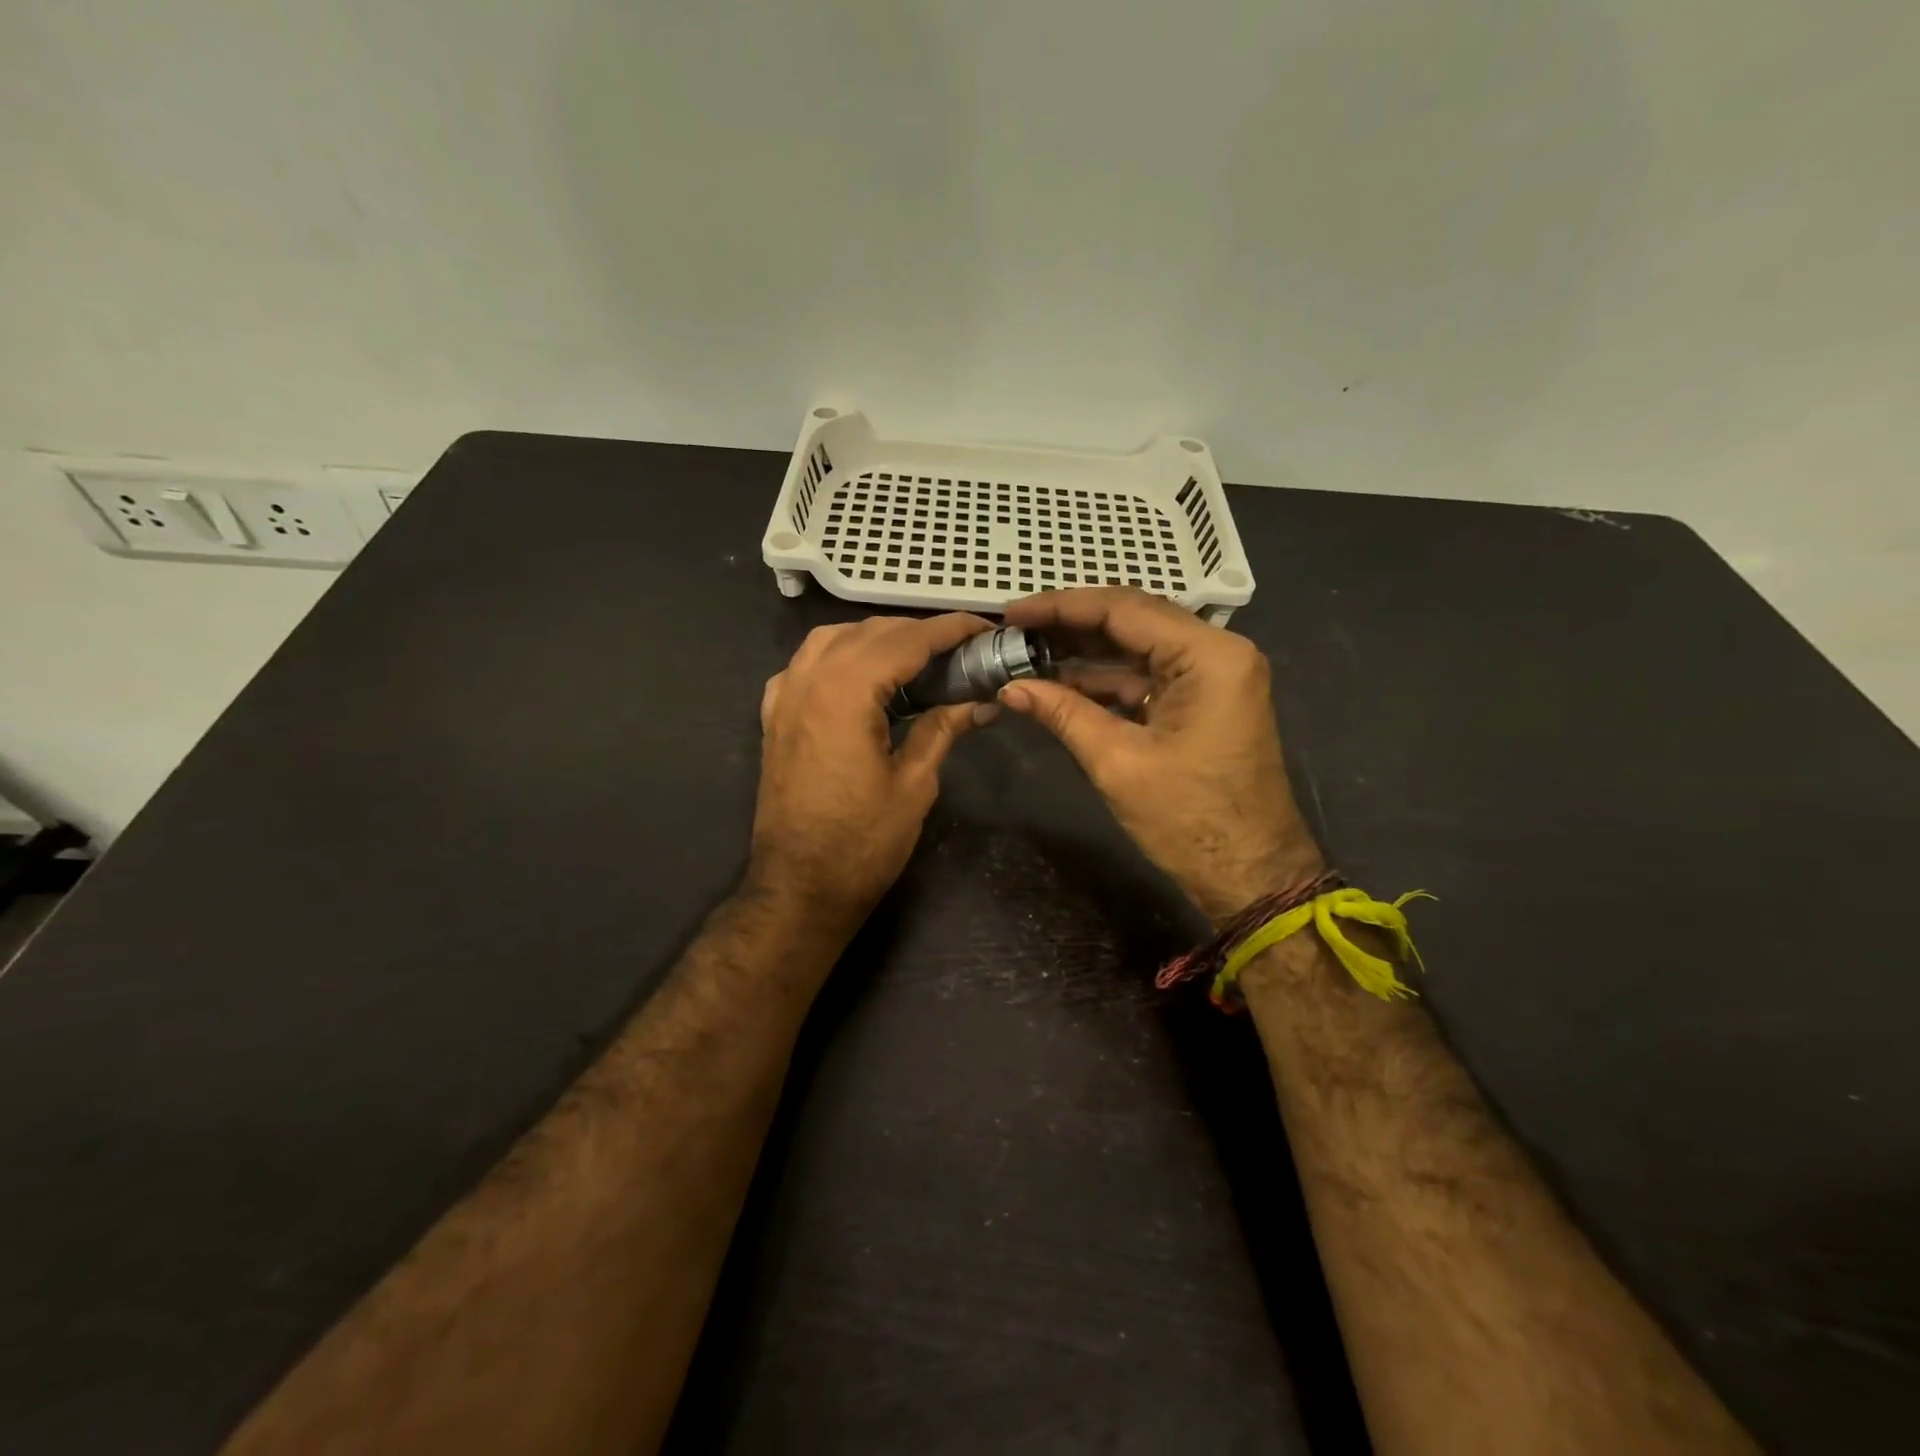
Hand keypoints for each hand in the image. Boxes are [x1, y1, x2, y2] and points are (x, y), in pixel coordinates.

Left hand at [751, 613, 992, 935]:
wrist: (799, 887)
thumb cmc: (862, 843)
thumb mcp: (914, 784)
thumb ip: (942, 729)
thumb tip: (981, 703)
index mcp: (845, 693)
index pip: (906, 640)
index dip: (950, 630)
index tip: (984, 628)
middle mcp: (809, 681)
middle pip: (869, 632)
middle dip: (918, 631)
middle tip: (960, 648)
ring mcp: (784, 697)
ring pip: (831, 638)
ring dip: (875, 637)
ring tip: (914, 656)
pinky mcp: (774, 717)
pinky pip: (804, 665)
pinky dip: (836, 656)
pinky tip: (858, 675)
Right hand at [998, 588, 1322, 921]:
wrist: (1250, 874)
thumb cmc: (1189, 820)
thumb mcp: (1118, 762)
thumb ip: (1063, 713)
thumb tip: (1010, 687)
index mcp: (1208, 656)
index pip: (1124, 609)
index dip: (1061, 607)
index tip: (1012, 612)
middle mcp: (1216, 652)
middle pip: (1132, 621)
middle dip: (1070, 626)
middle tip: (1014, 630)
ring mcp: (1213, 676)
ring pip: (1137, 648)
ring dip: (1083, 653)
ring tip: (1026, 653)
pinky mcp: (1203, 701)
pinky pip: (1147, 677)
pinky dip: (1105, 680)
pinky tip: (1059, 682)